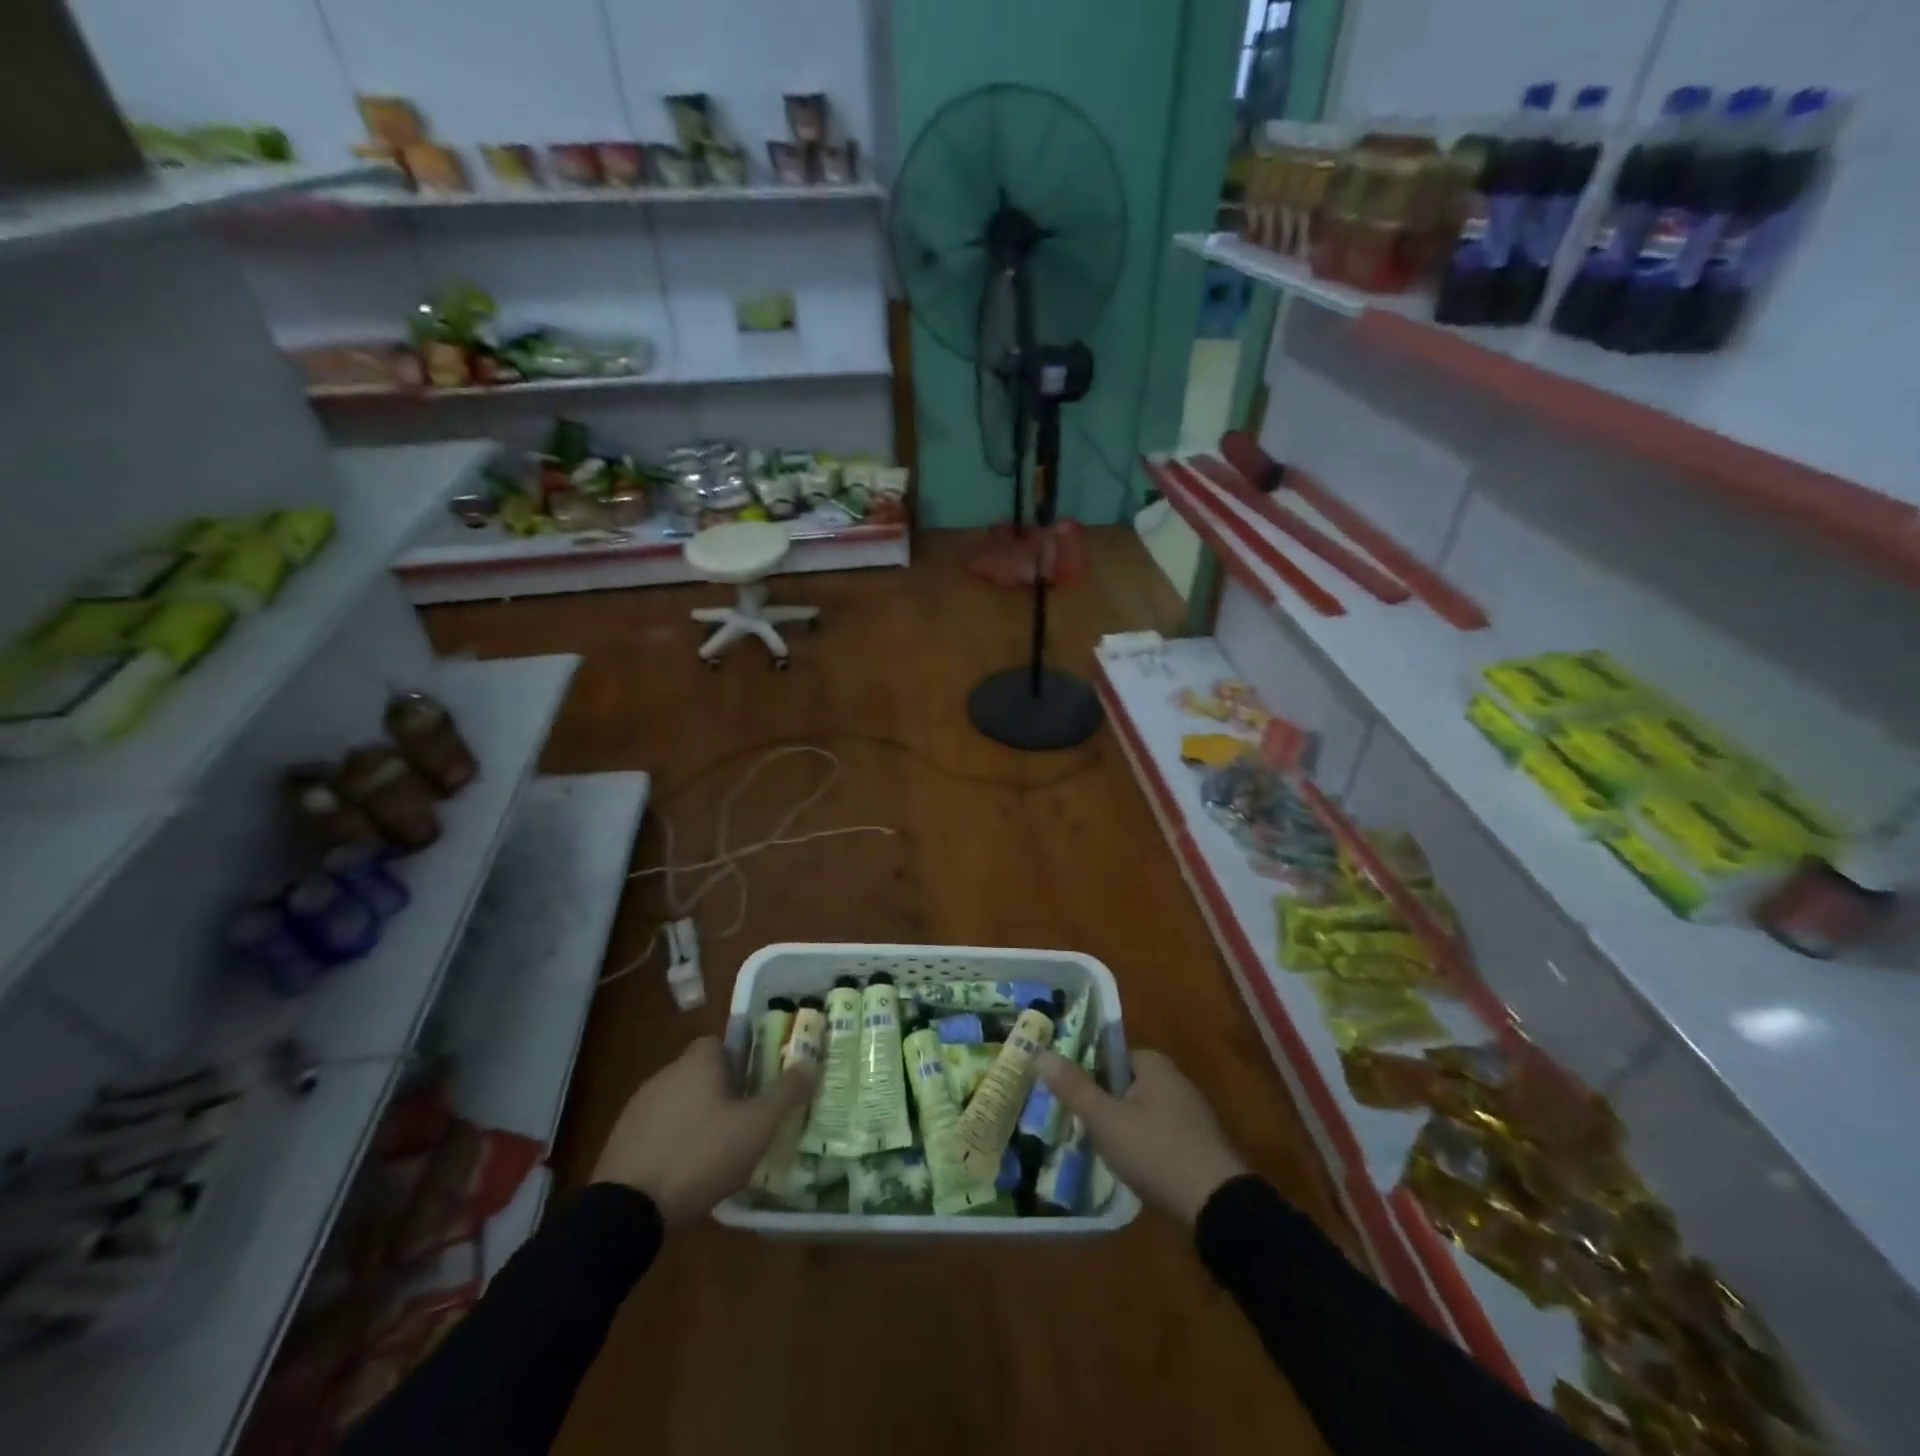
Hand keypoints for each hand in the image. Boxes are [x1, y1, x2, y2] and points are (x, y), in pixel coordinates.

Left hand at [592, 1036, 816, 1226]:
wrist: (625, 1210)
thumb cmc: (700, 1155)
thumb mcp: (756, 1126)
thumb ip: (785, 1093)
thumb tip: (811, 1062)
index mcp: (697, 1063)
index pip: (720, 1043)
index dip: (742, 1059)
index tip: (757, 1084)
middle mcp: (665, 1074)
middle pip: (700, 1072)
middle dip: (722, 1091)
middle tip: (745, 1120)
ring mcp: (638, 1108)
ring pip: (678, 1102)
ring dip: (696, 1118)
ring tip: (718, 1151)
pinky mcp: (621, 1142)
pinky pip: (658, 1131)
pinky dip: (673, 1143)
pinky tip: (686, 1173)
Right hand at [1037, 1048, 1245, 1227]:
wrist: (1217, 1206)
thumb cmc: (1156, 1151)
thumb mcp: (1105, 1119)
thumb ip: (1073, 1088)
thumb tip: (1040, 1053)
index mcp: (1154, 1064)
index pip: (1111, 1055)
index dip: (1087, 1073)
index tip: (1066, 1095)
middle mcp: (1175, 1080)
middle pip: (1125, 1084)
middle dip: (1103, 1103)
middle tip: (1077, 1125)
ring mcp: (1190, 1115)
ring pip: (1141, 1113)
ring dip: (1121, 1128)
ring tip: (1096, 1150)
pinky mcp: (1198, 1146)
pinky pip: (1158, 1136)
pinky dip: (1142, 1147)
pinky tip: (1129, 1169)